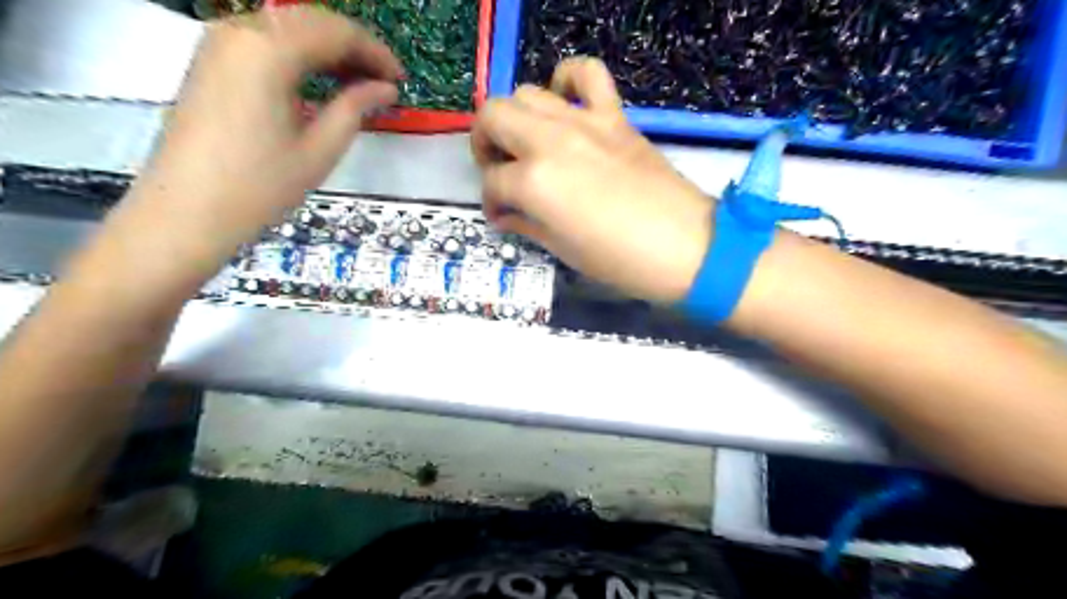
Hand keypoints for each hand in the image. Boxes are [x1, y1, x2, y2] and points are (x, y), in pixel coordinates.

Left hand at [122, 4, 404, 258]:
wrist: (187, 211)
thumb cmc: (260, 186)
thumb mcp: (319, 149)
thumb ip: (355, 108)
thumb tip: (385, 88)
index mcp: (269, 50)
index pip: (336, 32)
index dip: (375, 52)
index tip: (401, 79)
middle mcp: (240, 31)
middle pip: (310, 21)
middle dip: (354, 46)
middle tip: (384, 81)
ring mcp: (219, 43)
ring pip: (287, 27)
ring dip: (327, 48)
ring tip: (359, 82)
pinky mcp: (210, 60)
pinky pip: (265, 40)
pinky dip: (299, 53)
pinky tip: (319, 80)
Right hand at [473, 56, 705, 304]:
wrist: (684, 247)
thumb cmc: (619, 260)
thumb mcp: (562, 250)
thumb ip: (526, 224)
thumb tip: (505, 214)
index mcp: (535, 183)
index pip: (493, 183)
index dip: (491, 201)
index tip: (501, 214)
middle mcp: (550, 142)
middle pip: (494, 117)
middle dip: (485, 144)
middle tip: (499, 169)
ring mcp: (583, 122)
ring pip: (527, 93)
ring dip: (516, 117)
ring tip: (527, 142)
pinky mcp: (614, 116)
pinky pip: (587, 73)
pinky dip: (569, 79)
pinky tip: (566, 103)